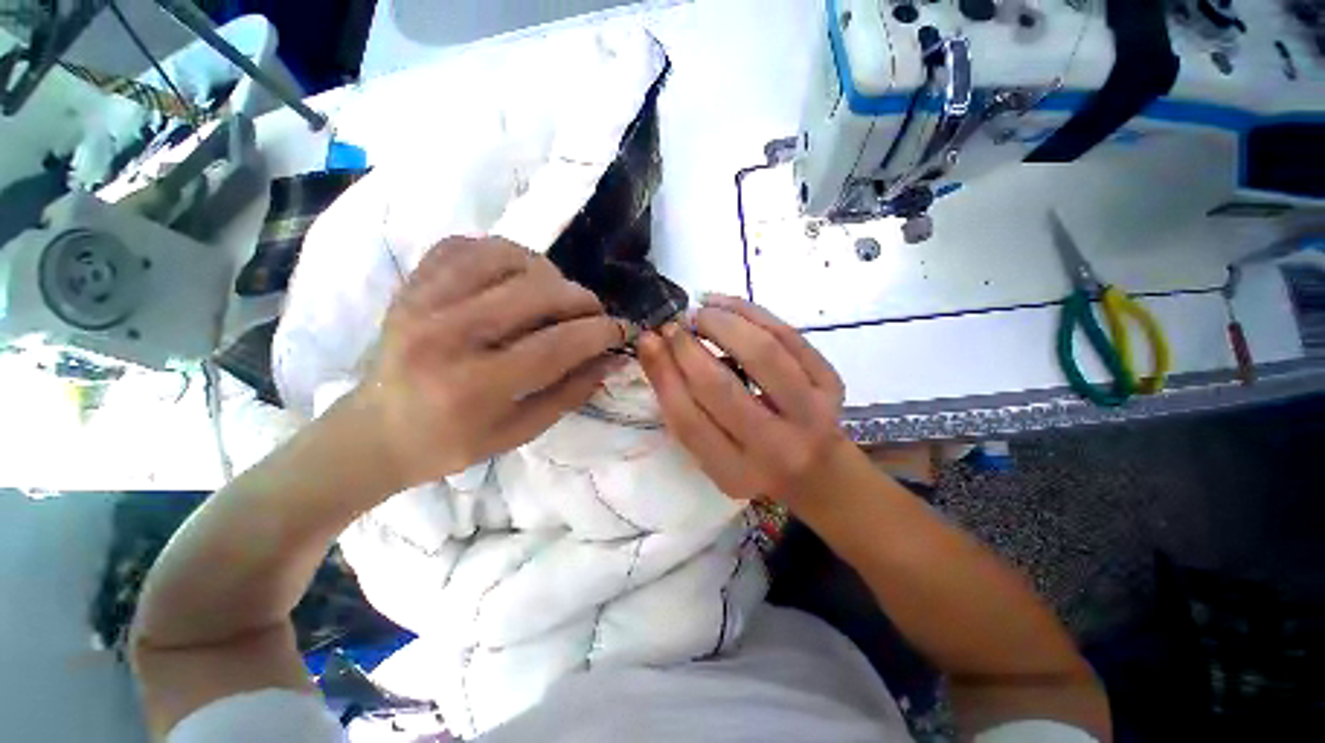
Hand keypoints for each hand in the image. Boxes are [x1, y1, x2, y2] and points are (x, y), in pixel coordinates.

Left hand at [352, 236, 624, 487]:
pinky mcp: (412, 283)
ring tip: (556, 297)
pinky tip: (517, 277)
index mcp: (473, 386)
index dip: (599, 333)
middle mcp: (445, 336)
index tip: (621, 330)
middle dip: (582, 300)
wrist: (377, 429)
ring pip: (507, 258)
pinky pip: (469, 245)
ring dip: (548, 273)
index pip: (556, 345)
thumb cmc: (454, 441)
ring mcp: (423, 301)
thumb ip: (573, 391)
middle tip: (594, 315)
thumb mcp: (522, 431)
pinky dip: (505, 254)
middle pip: (537, 293)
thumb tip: (614, 358)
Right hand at [637, 294, 849, 503]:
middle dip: (688, 347)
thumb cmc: (754, 463)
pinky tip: (724, 304)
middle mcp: (776, 448)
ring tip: (700, 312)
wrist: (820, 472)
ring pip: (762, 352)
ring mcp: (811, 413)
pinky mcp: (831, 384)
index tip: (649, 341)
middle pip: (721, 387)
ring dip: (722, 322)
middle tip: (673, 325)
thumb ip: (685, 410)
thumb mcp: (713, 455)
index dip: (664, 374)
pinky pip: (788, 335)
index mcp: (735, 472)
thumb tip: (655, 348)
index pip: (688, 420)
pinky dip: (751, 312)